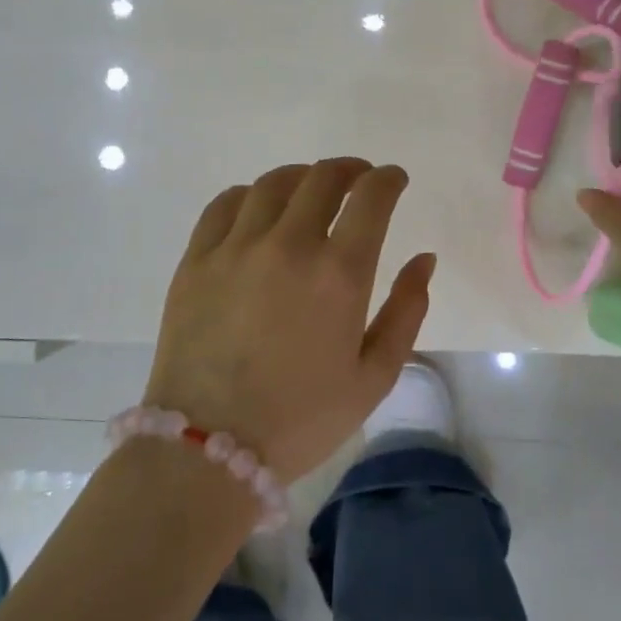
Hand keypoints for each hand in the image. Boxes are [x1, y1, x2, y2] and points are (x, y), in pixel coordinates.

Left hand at [143, 158, 436, 482]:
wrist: (208, 449)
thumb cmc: (302, 419)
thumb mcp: (374, 376)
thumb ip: (406, 311)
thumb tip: (424, 260)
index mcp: (339, 273)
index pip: (371, 197)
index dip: (388, 179)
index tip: (394, 180)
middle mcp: (288, 245)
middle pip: (323, 178)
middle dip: (350, 170)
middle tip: (358, 180)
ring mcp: (236, 248)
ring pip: (273, 184)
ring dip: (302, 177)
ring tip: (311, 190)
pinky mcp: (196, 260)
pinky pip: (225, 204)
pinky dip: (250, 195)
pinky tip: (258, 209)